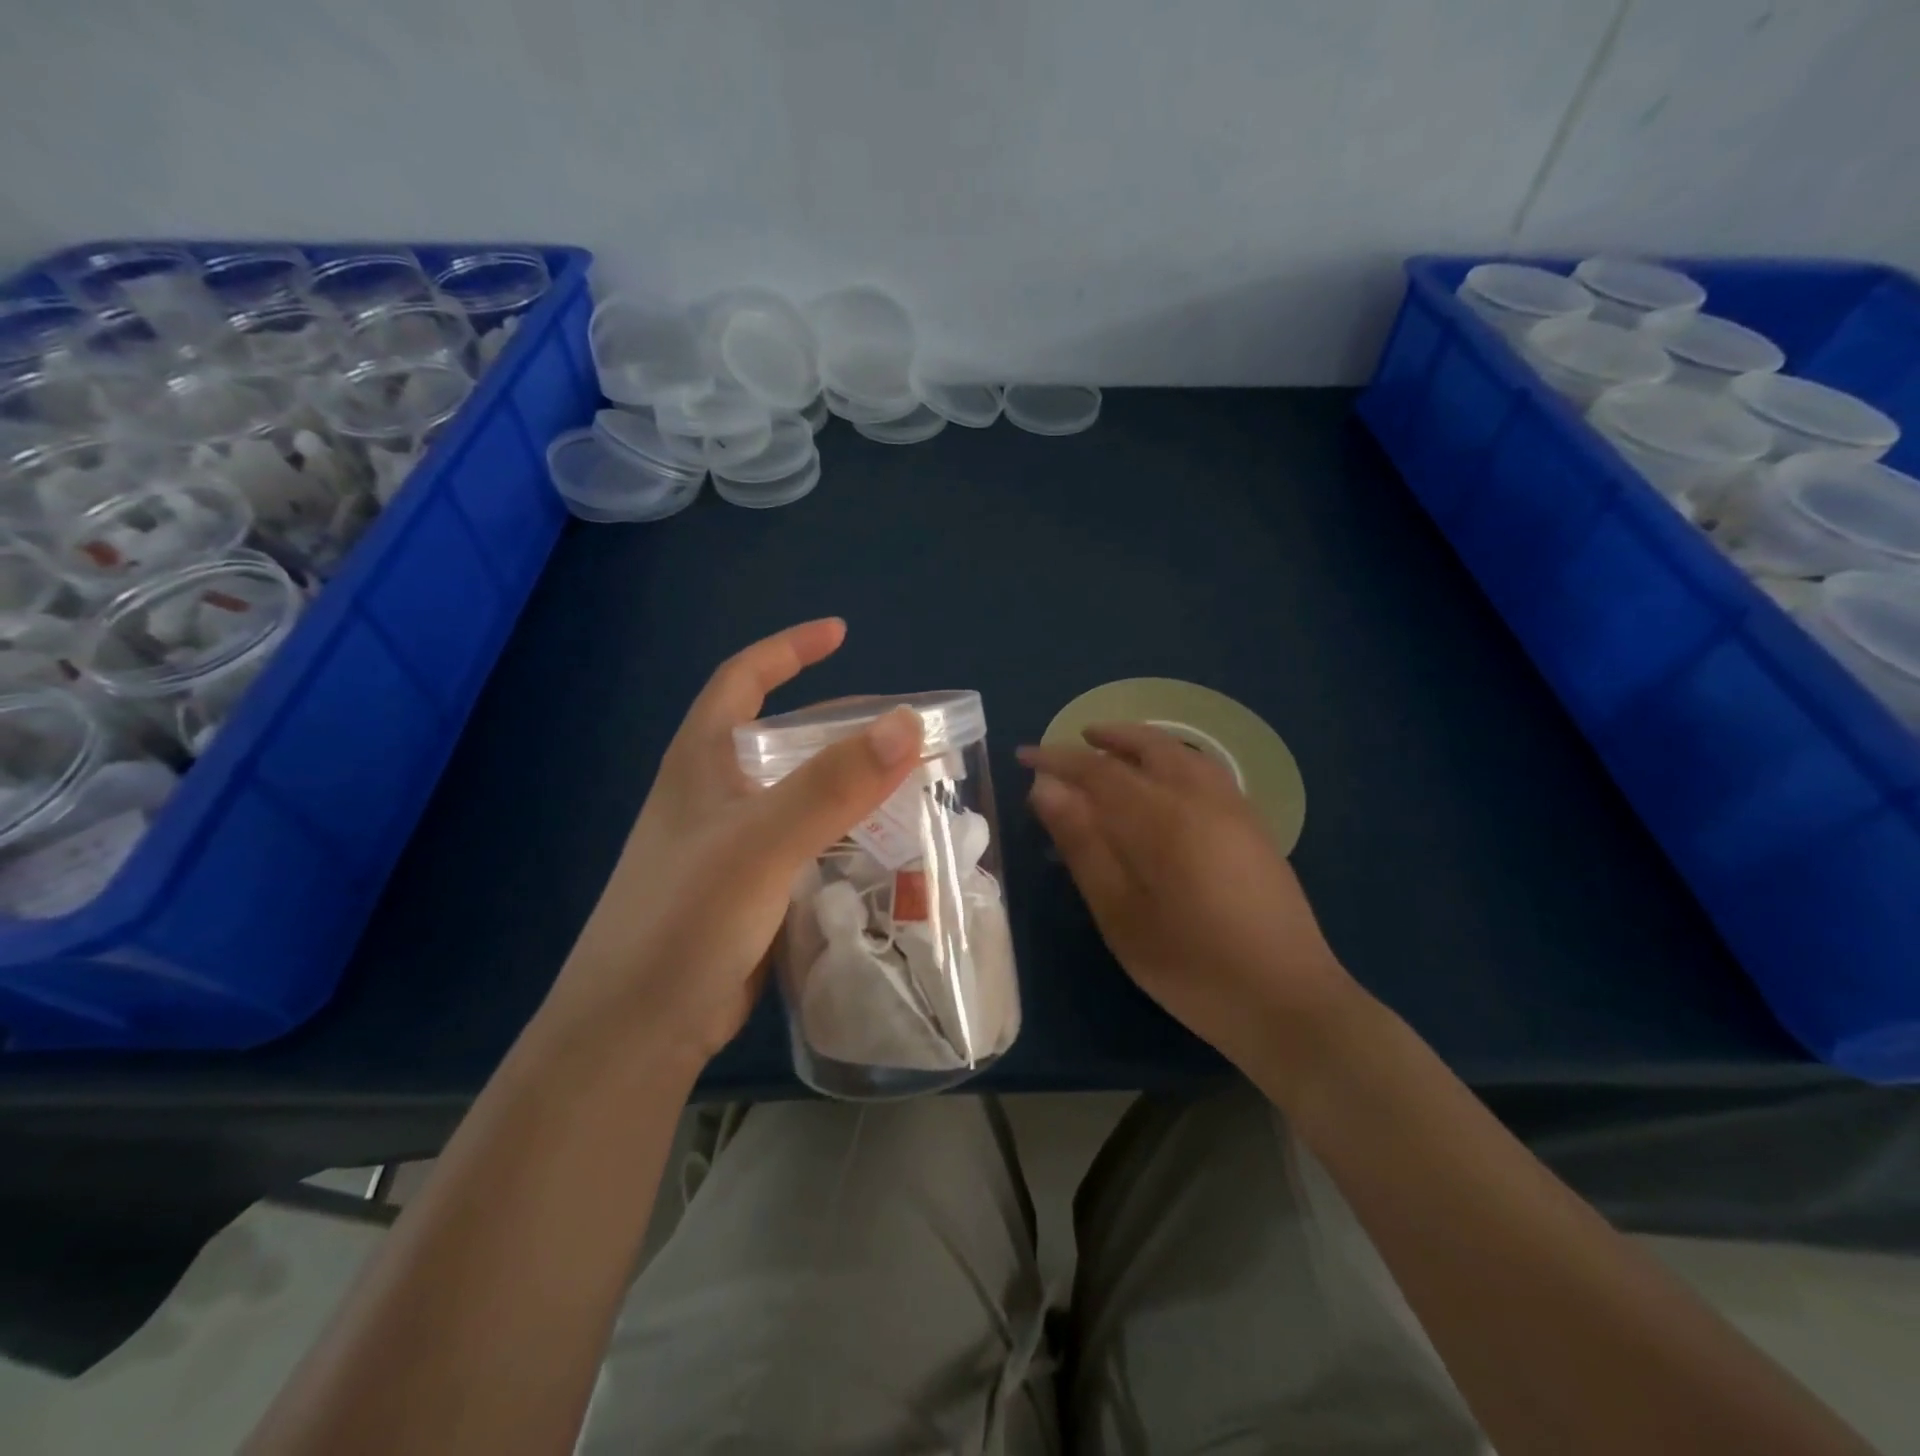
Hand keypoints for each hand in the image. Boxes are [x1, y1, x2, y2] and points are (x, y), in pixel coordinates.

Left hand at [542, 620, 922, 1069]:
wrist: (638, 1029)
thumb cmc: (686, 920)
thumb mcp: (762, 842)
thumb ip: (832, 784)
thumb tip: (908, 724)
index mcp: (702, 762)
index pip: (742, 678)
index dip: (789, 648)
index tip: (841, 633)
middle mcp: (715, 794)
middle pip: (782, 738)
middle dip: (839, 726)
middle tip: (902, 731)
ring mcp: (731, 844)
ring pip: (799, 794)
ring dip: (848, 784)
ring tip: (908, 786)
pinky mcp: (749, 889)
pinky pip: (806, 842)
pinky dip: (843, 833)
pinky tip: (882, 846)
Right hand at [1018, 723, 1355, 1077]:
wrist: (1288, 1000)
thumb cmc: (1191, 966)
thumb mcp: (1120, 914)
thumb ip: (1082, 845)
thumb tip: (1045, 789)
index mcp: (1162, 818)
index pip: (1098, 771)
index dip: (1057, 759)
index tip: (1024, 755)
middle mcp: (1201, 798)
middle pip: (1147, 747)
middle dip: (1106, 739)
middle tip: (1071, 741)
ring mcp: (1234, 809)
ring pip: (1182, 754)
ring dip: (1142, 743)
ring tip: (1113, 749)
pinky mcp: (1253, 826)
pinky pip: (1205, 770)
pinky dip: (1173, 758)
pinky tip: (1164, 780)